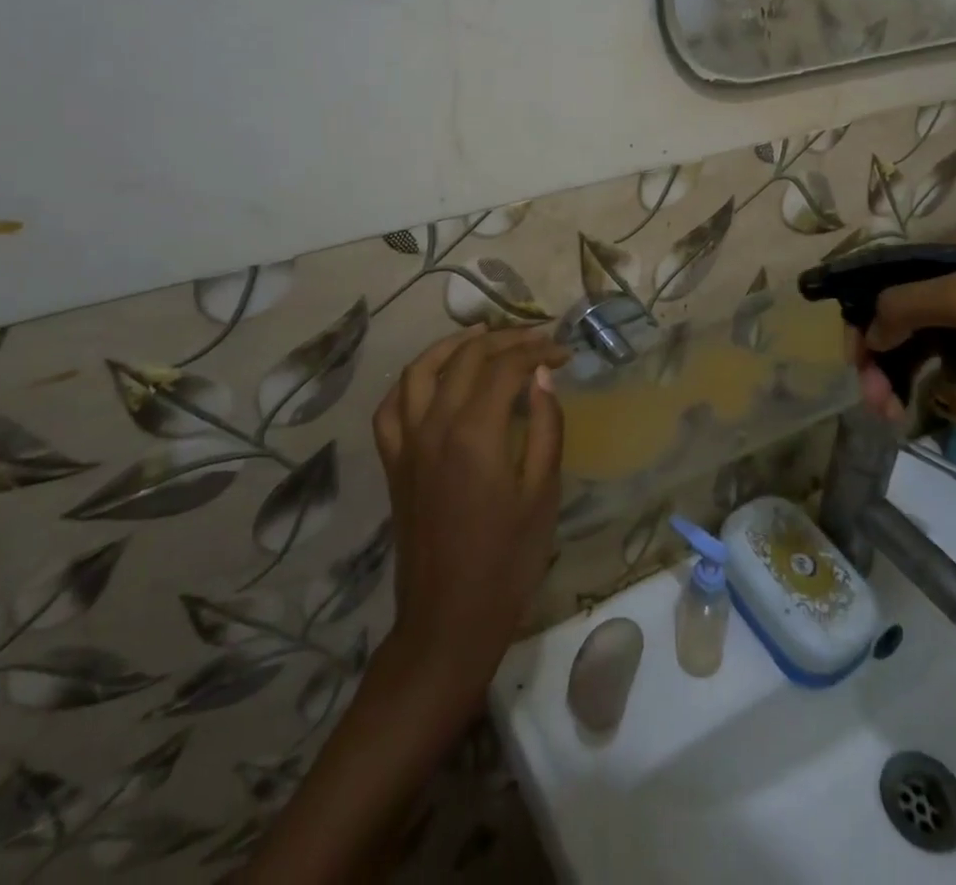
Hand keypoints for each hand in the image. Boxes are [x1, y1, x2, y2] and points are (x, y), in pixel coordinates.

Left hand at [371, 328, 569, 712]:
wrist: (449, 620)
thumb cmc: (507, 561)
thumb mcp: (542, 493)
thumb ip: (545, 426)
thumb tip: (542, 376)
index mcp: (475, 432)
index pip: (506, 367)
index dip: (538, 351)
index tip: (564, 353)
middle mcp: (434, 425)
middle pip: (466, 358)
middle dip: (505, 340)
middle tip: (536, 339)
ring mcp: (407, 443)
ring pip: (420, 371)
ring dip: (452, 345)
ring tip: (482, 334)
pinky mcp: (393, 463)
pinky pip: (391, 408)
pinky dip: (410, 382)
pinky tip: (429, 378)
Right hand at [850, 224, 955, 435]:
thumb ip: (905, 304)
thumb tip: (869, 333)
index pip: (887, 273)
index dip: (861, 312)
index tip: (854, 359)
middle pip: (898, 308)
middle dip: (877, 353)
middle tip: (872, 400)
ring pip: (919, 336)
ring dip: (897, 371)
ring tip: (890, 414)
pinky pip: (945, 354)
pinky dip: (926, 376)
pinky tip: (921, 400)